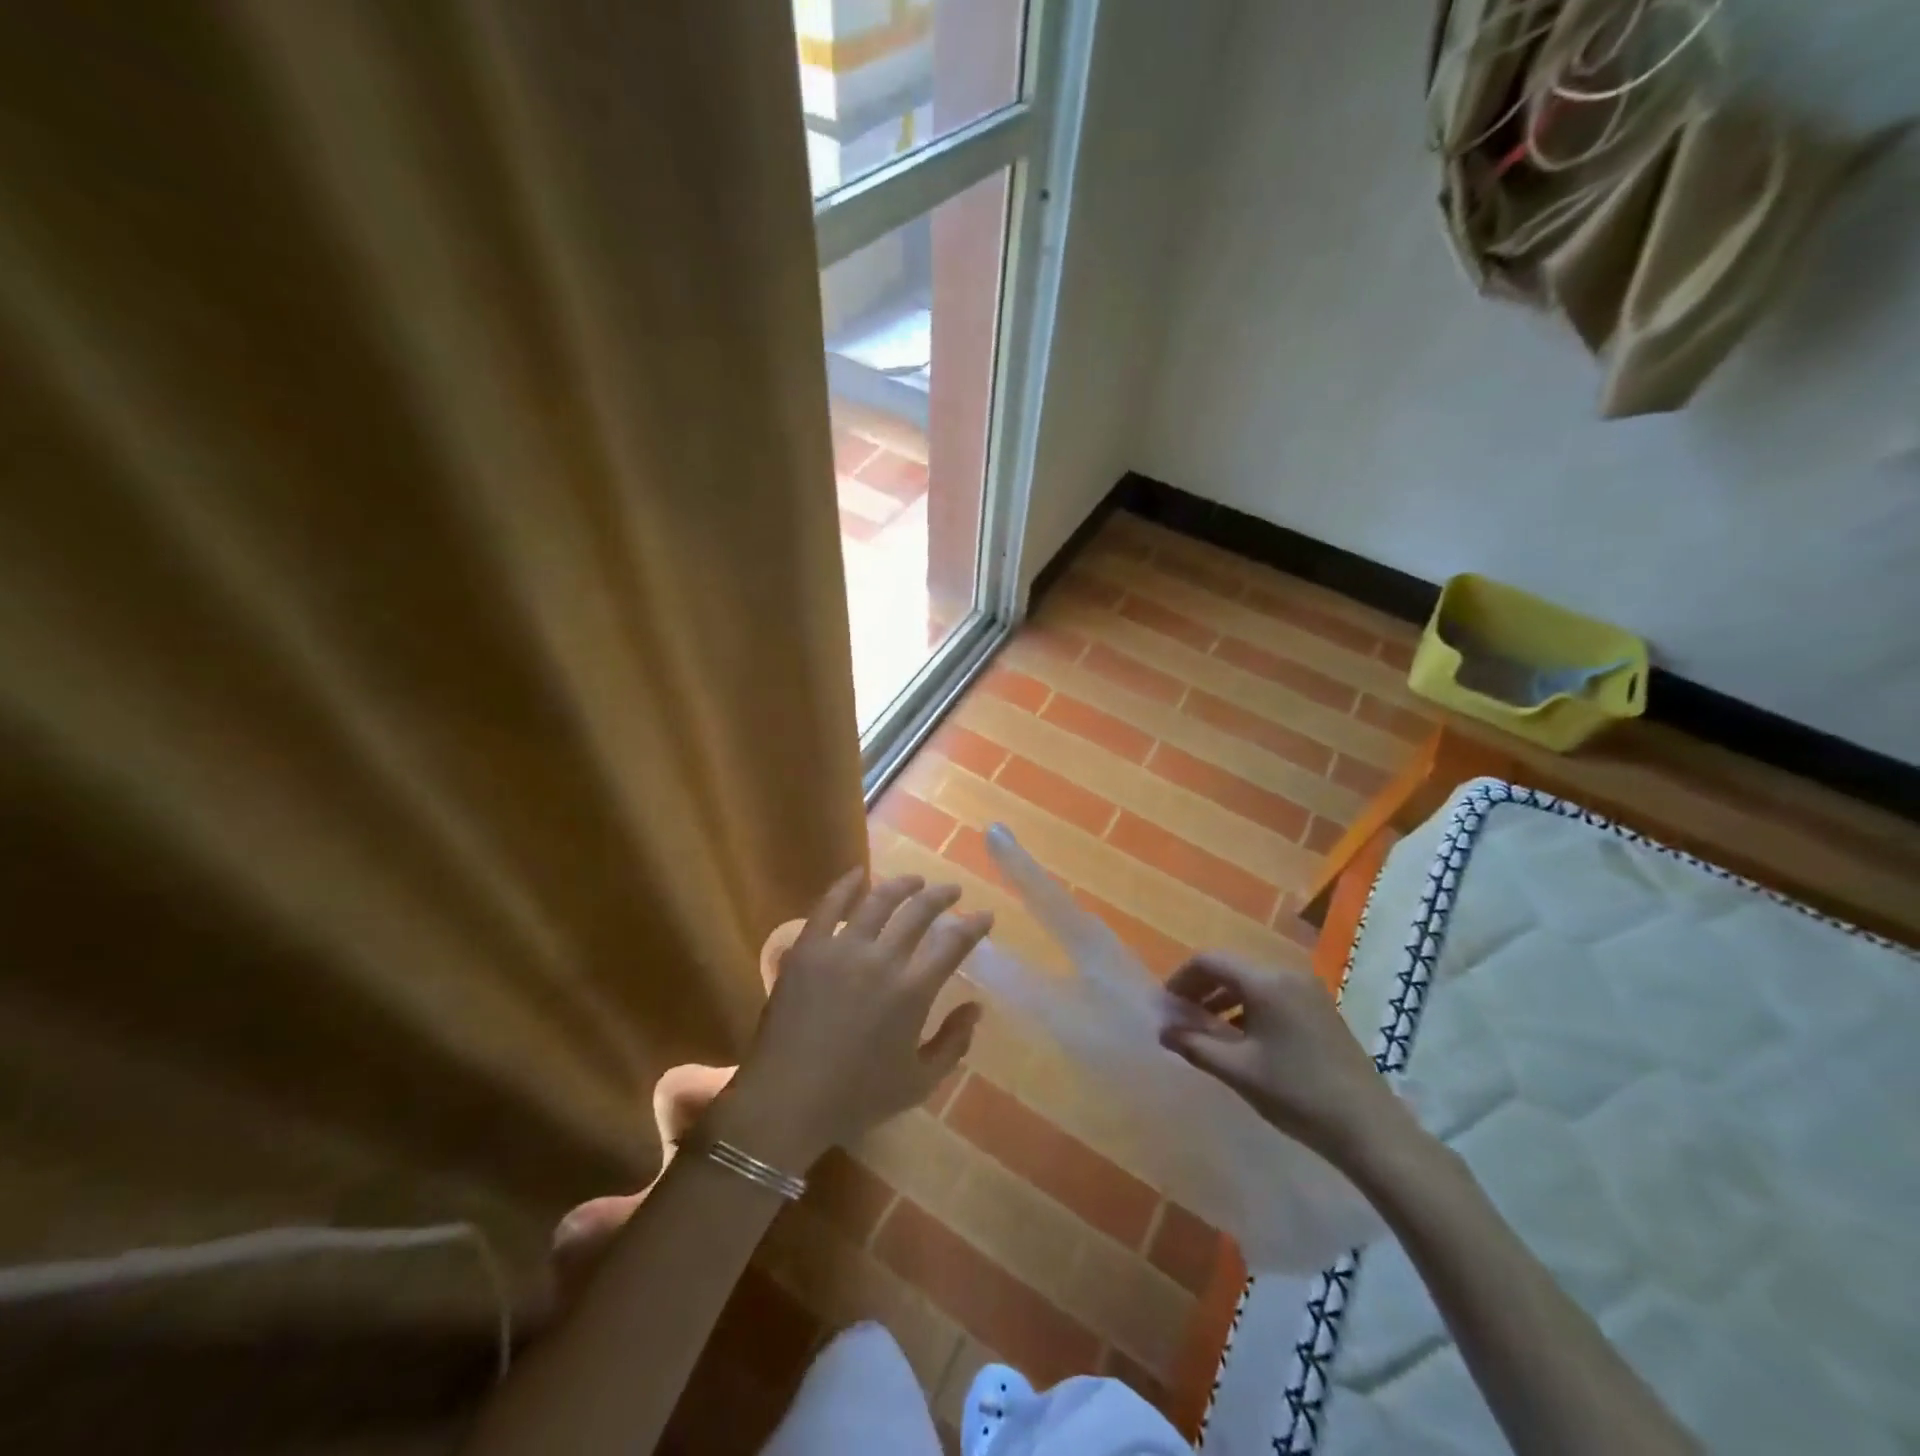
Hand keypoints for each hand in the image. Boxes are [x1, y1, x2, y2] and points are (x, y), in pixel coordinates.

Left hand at [707, 869, 990, 1172]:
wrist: (787, 1100)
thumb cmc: (856, 1097)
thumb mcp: (919, 1083)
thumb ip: (953, 1044)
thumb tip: (976, 1008)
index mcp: (912, 991)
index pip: (953, 943)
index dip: (974, 925)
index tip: (984, 916)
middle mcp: (882, 960)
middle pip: (919, 912)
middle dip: (942, 896)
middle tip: (951, 891)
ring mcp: (841, 949)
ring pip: (879, 900)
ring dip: (902, 885)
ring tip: (914, 881)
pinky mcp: (808, 948)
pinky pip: (829, 905)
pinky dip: (846, 885)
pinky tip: (858, 874)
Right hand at [1159, 953, 1414, 1170]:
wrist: (1370, 1129)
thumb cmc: (1298, 1095)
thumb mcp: (1238, 1071)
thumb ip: (1194, 1045)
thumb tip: (1162, 1030)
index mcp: (1266, 982)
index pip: (1209, 961)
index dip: (1181, 979)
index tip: (1166, 1007)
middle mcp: (1287, 974)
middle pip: (1231, 967)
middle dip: (1201, 988)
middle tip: (1182, 1019)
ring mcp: (1308, 989)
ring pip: (1251, 981)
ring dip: (1224, 998)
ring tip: (1207, 1030)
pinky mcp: (1320, 1007)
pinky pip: (1272, 993)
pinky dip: (1248, 1006)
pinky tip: (1242, 1038)